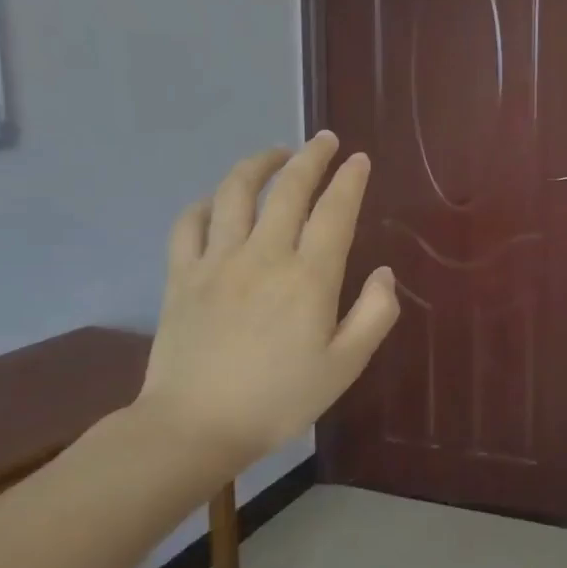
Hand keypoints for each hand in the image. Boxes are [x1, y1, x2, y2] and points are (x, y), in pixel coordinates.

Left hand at [137, 134, 399, 467]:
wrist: (195, 427)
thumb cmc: (280, 399)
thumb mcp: (346, 366)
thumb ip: (374, 315)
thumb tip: (385, 274)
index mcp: (309, 278)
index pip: (335, 212)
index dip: (349, 181)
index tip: (359, 159)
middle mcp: (264, 256)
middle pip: (288, 190)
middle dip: (310, 158)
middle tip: (324, 140)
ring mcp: (217, 262)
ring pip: (235, 194)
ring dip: (258, 165)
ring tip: (274, 153)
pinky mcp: (181, 276)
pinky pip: (188, 224)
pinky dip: (205, 203)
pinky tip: (217, 200)